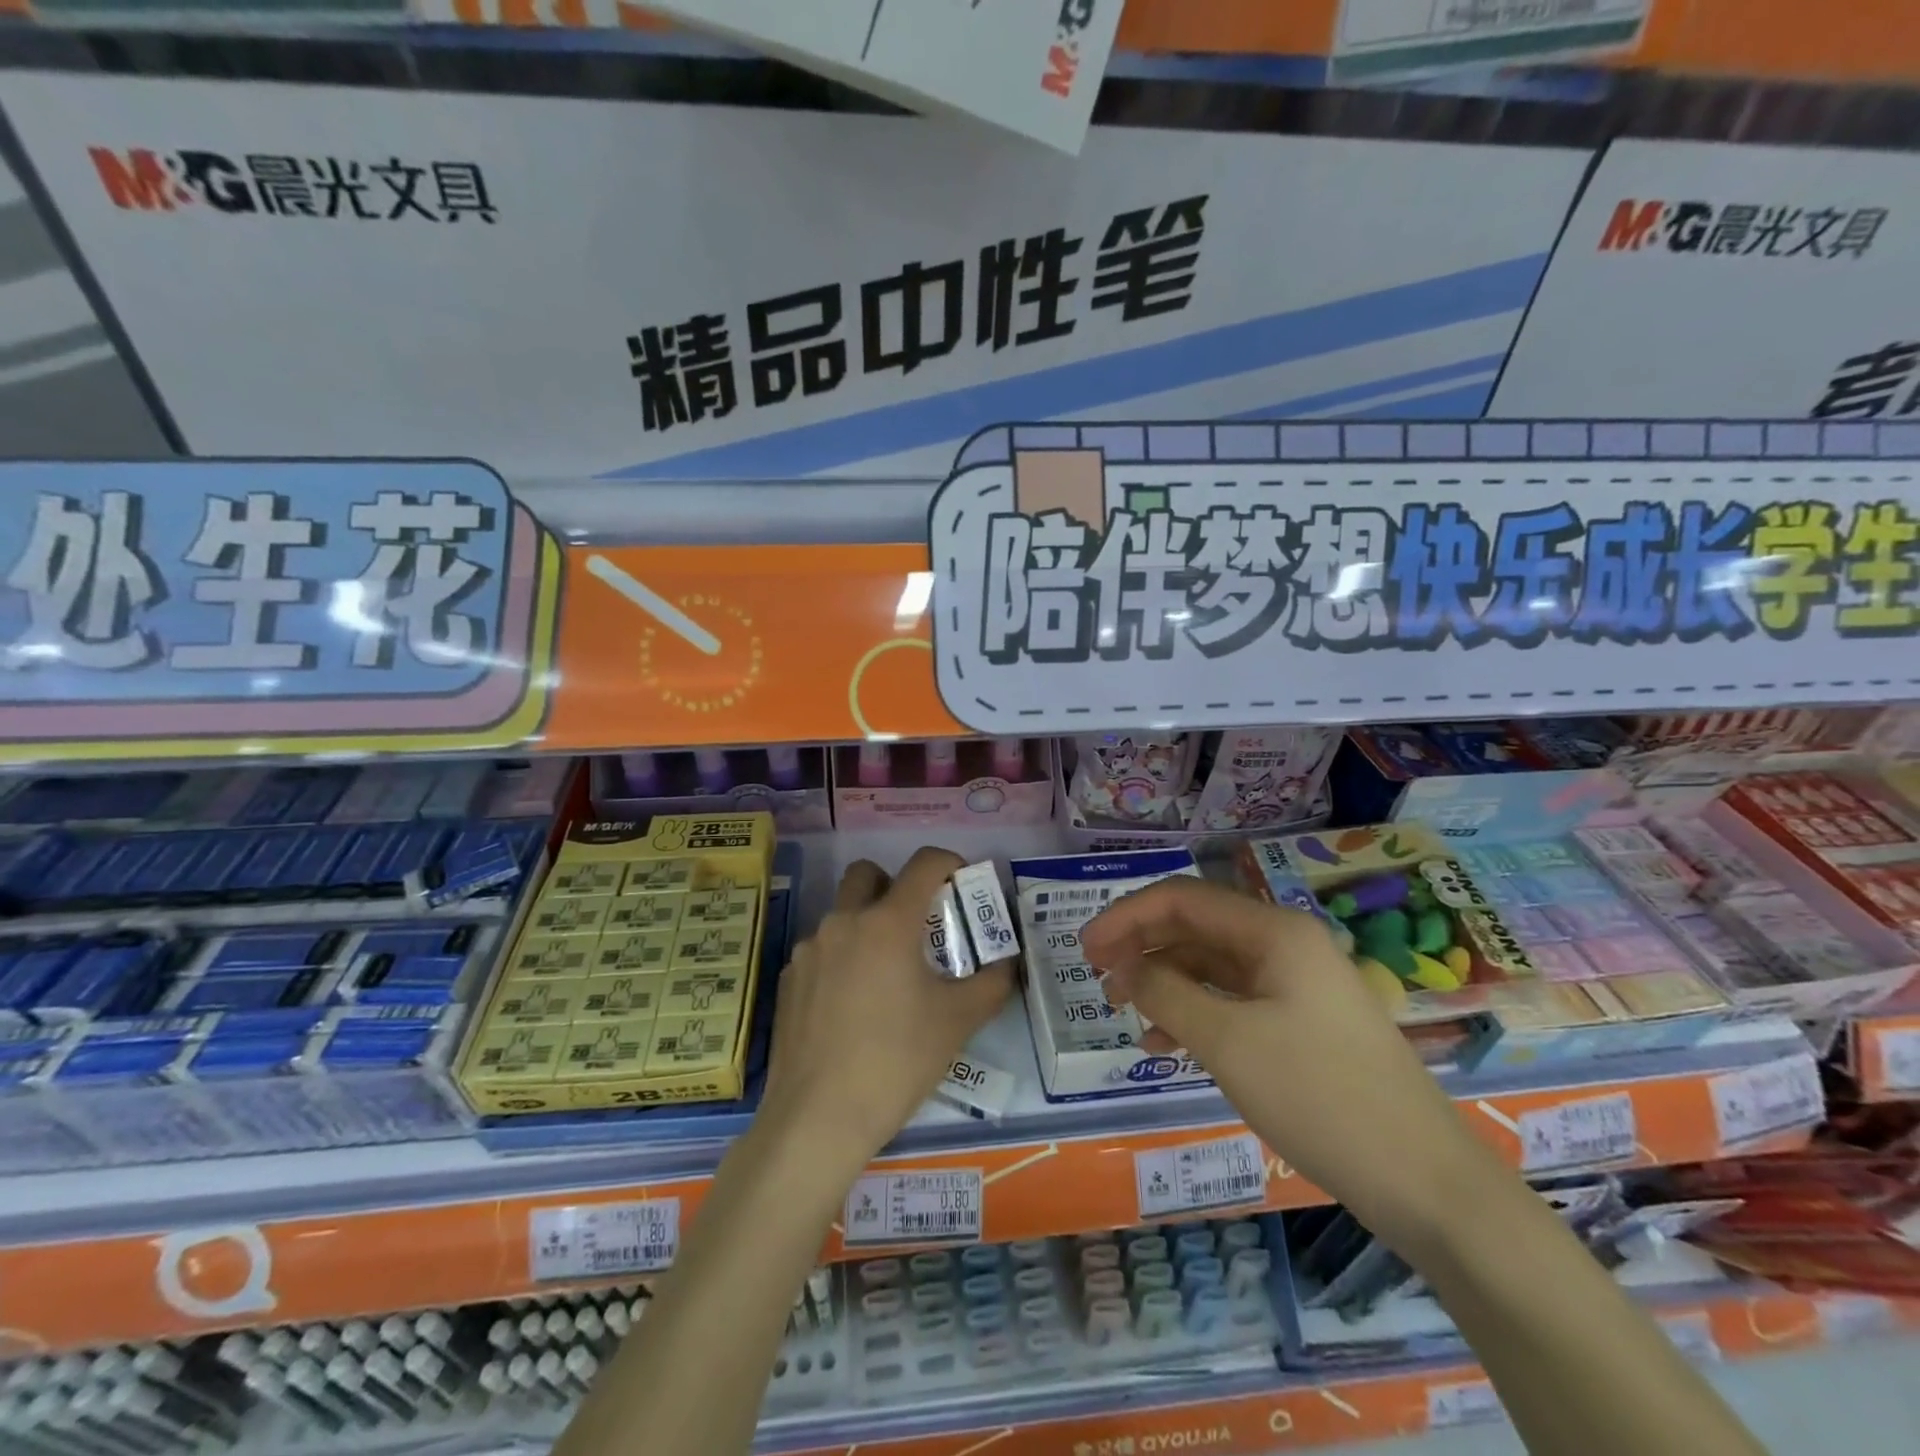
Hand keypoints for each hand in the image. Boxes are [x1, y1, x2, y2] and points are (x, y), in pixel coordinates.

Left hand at [761, 847, 1014, 1167]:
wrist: (818, 1118)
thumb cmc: (896, 1062)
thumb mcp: (957, 1022)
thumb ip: (992, 983)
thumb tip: (1008, 963)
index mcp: (888, 922)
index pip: (924, 863)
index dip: (949, 862)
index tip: (962, 883)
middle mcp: (843, 922)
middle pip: (868, 874)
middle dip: (896, 886)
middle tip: (917, 927)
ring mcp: (809, 949)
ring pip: (843, 914)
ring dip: (867, 925)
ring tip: (887, 977)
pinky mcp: (788, 979)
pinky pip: (822, 950)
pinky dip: (842, 959)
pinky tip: (852, 1007)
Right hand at [1082, 877, 1481, 1248]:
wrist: (1426, 1183)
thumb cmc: (1321, 1098)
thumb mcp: (1228, 1042)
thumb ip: (1166, 993)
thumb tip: (1124, 967)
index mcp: (1274, 931)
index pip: (1182, 898)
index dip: (1126, 917)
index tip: (1085, 950)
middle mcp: (1286, 943)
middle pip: (1196, 926)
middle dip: (1143, 946)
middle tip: (1100, 979)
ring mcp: (1297, 983)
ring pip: (1212, 964)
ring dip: (1165, 980)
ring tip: (1126, 1013)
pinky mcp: (1302, 1020)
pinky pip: (1233, 999)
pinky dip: (1195, 1011)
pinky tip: (1168, 1041)